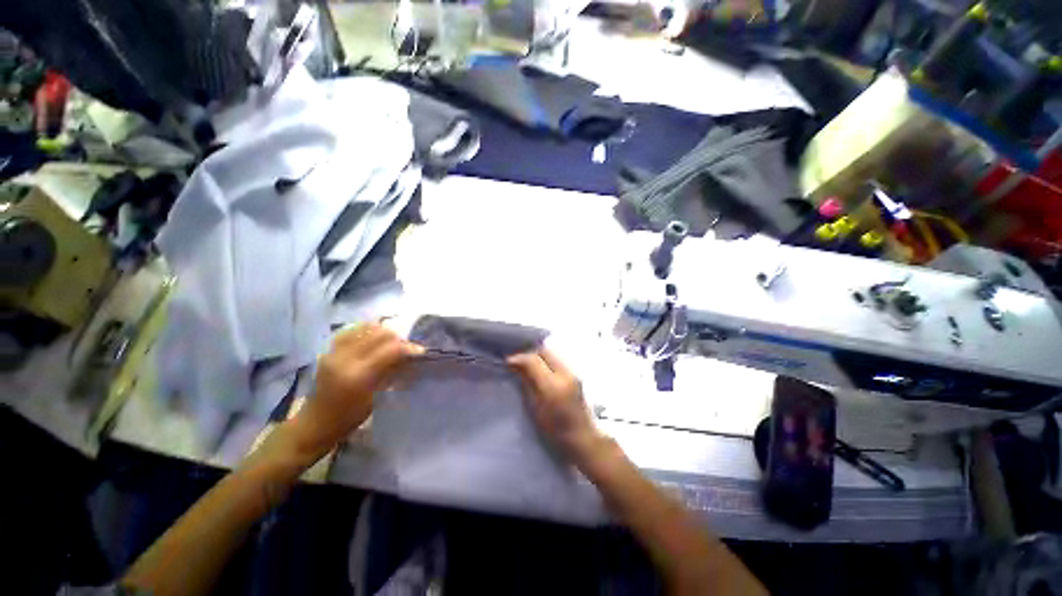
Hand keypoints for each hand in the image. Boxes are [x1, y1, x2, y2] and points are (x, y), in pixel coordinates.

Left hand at [289, 323, 422, 460]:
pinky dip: (365, 330)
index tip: (420, 351)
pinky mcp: (328, 350)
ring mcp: (334, 352)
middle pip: (379, 334)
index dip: (408, 347)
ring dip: (382, 331)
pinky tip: (372, 336)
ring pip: (365, 328)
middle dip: (397, 337)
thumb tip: (410, 355)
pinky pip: (351, 331)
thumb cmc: (350, 417)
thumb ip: (391, 371)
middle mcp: (345, 359)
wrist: (316, 423)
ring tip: (390, 341)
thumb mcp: (376, 397)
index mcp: (359, 376)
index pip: (390, 349)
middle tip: (405, 347)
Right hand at [508, 349, 604, 465]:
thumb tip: (515, 366)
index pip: (534, 359)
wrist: (582, 440)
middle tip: (517, 363)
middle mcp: (565, 374)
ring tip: (526, 366)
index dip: (519, 358)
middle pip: (544, 351)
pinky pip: (557, 362)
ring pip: (551, 355)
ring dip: (538, 357)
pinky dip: (545, 362)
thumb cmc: (554, 431)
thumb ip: (526, 384)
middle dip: (529, 354)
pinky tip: (539, 372)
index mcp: (553, 385)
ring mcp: (572, 373)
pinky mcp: (575, 376)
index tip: (507, 363)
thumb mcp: (534, 409)